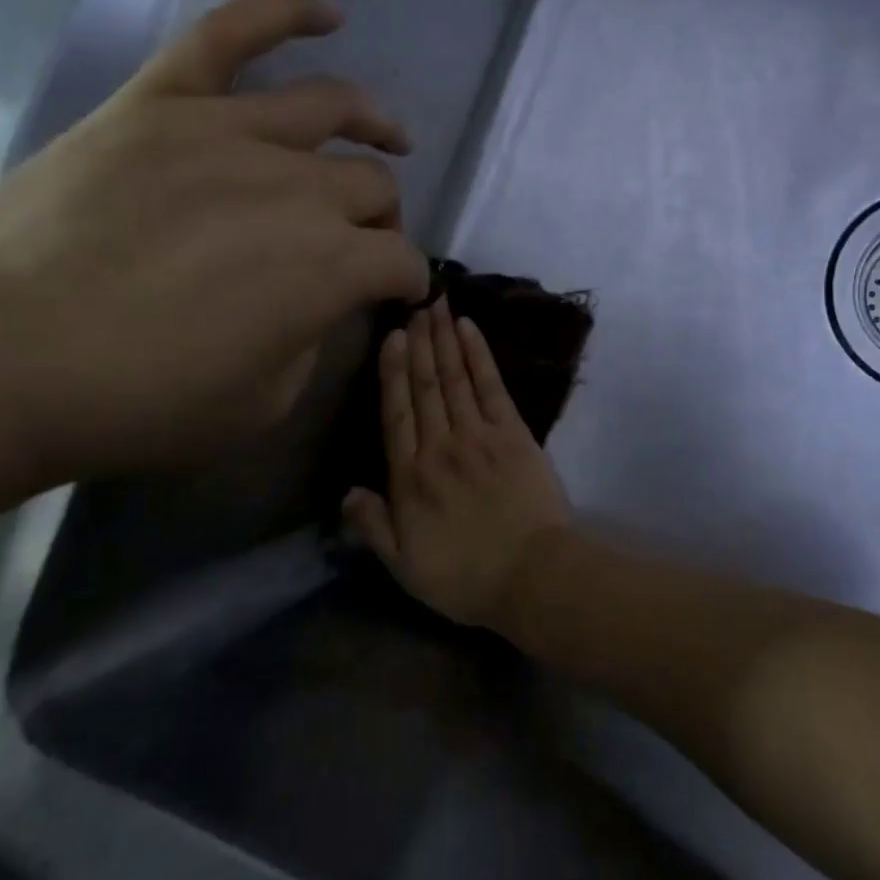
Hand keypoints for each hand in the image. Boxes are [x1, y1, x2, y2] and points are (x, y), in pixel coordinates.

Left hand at [0, 0, 429, 480]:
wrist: (6, 360)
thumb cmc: (143, 401)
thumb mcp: (263, 405)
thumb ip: (312, 343)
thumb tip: (321, 302)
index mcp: (331, 267)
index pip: (400, 262)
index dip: (407, 282)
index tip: (395, 295)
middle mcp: (299, 189)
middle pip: (373, 186)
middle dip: (383, 219)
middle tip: (364, 241)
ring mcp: (228, 133)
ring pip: (329, 108)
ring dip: (373, 124)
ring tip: (389, 135)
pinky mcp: (162, 103)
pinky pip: (230, 34)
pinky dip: (285, 13)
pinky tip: (327, 16)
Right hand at [342, 298, 571, 625]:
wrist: (533, 577)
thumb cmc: (466, 578)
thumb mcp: (405, 567)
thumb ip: (373, 527)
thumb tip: (346, 491)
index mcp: (410, 479)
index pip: (395, 415)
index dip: (392, 373)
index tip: (390, 336)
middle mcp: (440, 447)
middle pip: (425, 387)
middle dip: (418, 342)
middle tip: (412, 301)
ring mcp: (479, 436)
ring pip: (455, 378)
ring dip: (444, 339)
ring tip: (435, 304)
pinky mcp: (513, 434)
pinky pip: (491, 386)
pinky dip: (479, 356)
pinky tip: (469, 329)